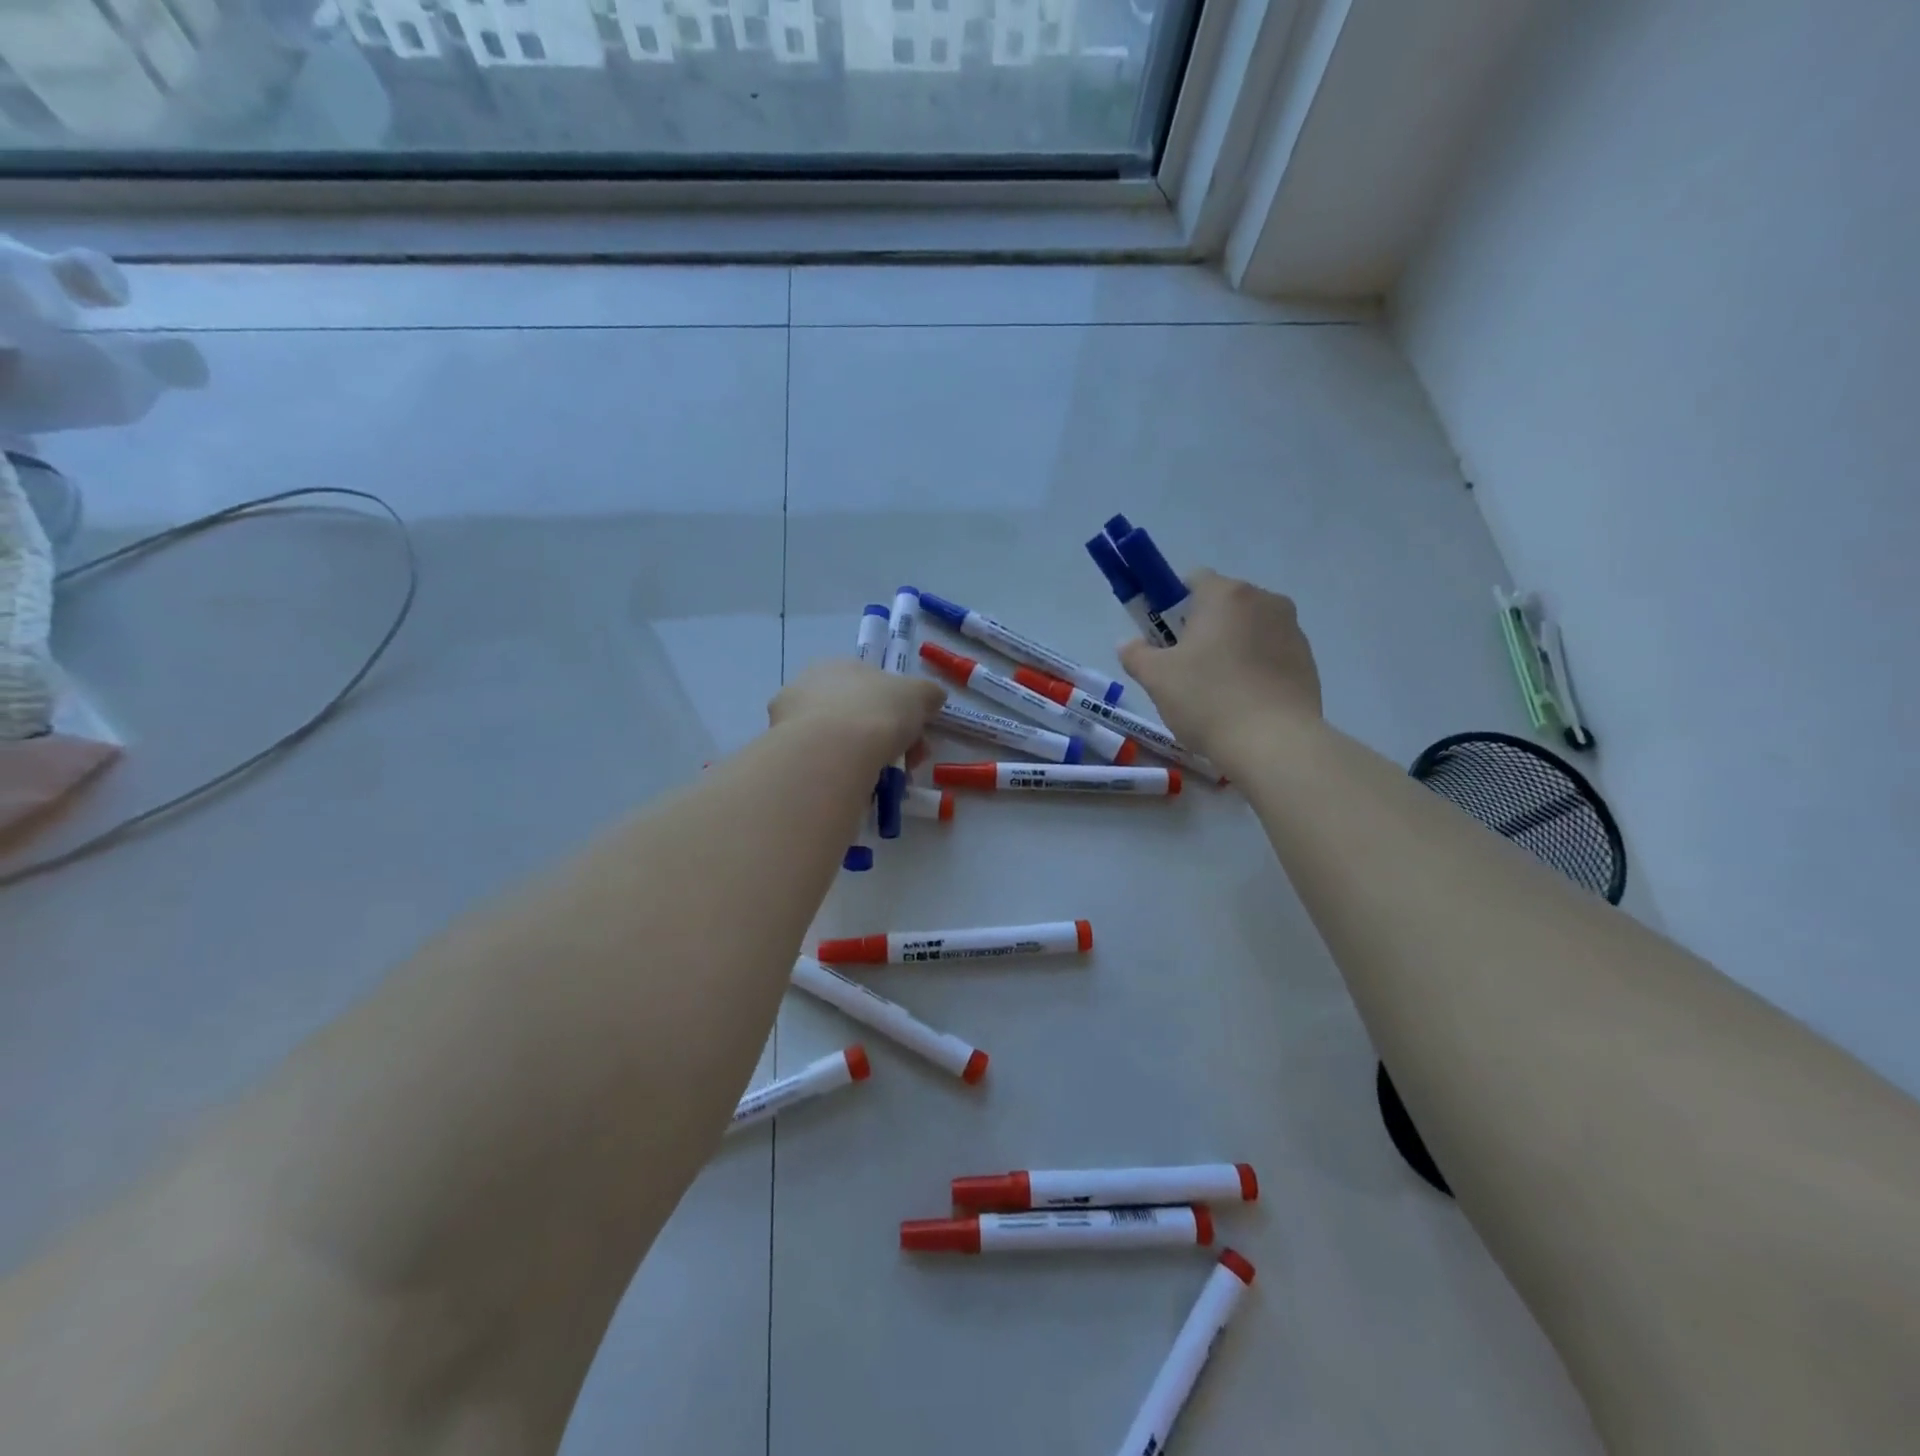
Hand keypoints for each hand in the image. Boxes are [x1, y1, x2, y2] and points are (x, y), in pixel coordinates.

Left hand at [768, 659, 945, 767]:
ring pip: (836, 742)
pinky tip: (855, 788)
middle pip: (855, 715)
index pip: (872, 687)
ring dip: (863, 759)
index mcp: (838, 665)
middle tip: (906, 765)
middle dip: (885, 740)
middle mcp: (807, 686)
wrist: (831, 751)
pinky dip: (840, 775)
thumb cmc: (876, 712)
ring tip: (883, 783)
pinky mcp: (782, 754)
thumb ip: (928, 694)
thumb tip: (933, 698)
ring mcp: (789, 721)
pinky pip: (820, 765)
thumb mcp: (918, 695)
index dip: (899, 712)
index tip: (916, 738)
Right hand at [1117, 569, 1321, 766]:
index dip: (1171, 605)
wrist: (1274, 743)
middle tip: (1183, 668)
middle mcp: (1265, 601)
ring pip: (1248, 629)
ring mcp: (1292, 630)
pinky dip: (1254, 668)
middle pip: (1222, 605)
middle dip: (1201, 628)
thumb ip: (1136, 654)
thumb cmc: (1208, 699)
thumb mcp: (1156, 678)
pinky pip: (1270, 654)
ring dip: (1230, 648)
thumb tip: (1128, 643)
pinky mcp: (1307, 661)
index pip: (1192, 580)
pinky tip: (1242, 702)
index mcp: (1226, 594)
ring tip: (1216, 691)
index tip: (1162, 638)